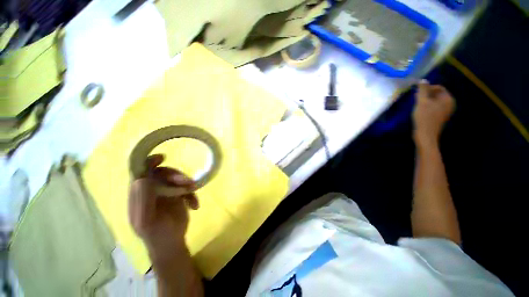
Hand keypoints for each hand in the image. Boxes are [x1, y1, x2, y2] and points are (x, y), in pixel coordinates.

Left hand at [129, 154, 198, 255]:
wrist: (172, 243)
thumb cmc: (157, 234)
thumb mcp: (147, 221)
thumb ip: (143, 200)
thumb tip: (142, 178)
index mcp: (139, 195)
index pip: (140, 173)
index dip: (148, 163)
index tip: (162, 157)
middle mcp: (151, 191)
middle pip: (162, 174)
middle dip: (175, 176)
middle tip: (187, 182)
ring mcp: (165, 192)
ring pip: (175, 179)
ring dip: (186, 183)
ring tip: (193, 191)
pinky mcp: (178, 195)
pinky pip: (186, 188)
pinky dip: (192, 194)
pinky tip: (194, 205)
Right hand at [413, 80, 454, 148]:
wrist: (425, 135)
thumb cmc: (424, 117)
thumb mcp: (422, 102)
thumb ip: (422, 90)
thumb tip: (422, 80)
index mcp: (448, 99)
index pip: (439, 87)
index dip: (428, 88)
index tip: (418, 93)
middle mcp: (449, 104)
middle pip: (437, 94)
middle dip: (426, 95)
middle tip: (416, 99)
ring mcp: (445, 111)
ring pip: (435, 101)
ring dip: (425, 101)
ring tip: (417, 105)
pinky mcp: (440, 117)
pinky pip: (434, 107)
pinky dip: (427, 107)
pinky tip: (420, 111)